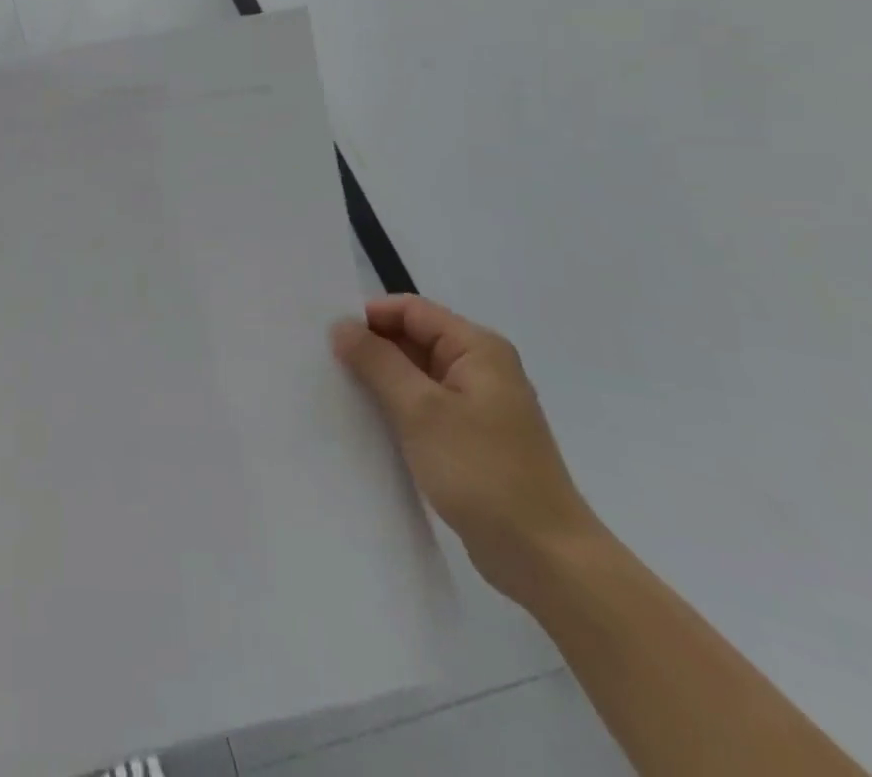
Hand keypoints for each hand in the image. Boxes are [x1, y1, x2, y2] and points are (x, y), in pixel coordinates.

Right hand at [331, 297, 599, 604]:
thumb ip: (377, 361)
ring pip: (415, 374)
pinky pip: (424, 406)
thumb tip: (341, 324)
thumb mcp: (420, 410)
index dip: (369, 317)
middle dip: (371, 348)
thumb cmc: (483, 473)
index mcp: (477, 348)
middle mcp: (481, 368)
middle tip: (324, 363)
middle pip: (413, 338)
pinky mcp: (472, 438)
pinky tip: (367, 422)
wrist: (546, 561)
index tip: (328, 338)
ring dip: (380, 380)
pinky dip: (396, 408)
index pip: (411, 310)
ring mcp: (478, 405)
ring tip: (338, 391)